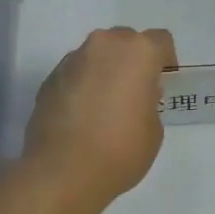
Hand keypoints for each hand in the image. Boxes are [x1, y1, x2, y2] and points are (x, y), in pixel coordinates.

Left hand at [22, 28, 177, 212]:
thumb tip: (134, 96)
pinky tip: (83, 116)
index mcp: (137, 53)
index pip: (160, 41)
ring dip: (105, 72)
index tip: (164, 82)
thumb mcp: (154, 129)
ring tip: (106, 106)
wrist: (62, 172)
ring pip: (97, 56)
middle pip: (125, 41)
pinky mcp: (49, 79)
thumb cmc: (121, 149)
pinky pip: (75, 74)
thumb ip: (148, 102)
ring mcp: (71, 61)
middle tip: (136, 91)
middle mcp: (103, 46)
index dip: (166, 60)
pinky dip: (83, 86)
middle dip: (133, 61)